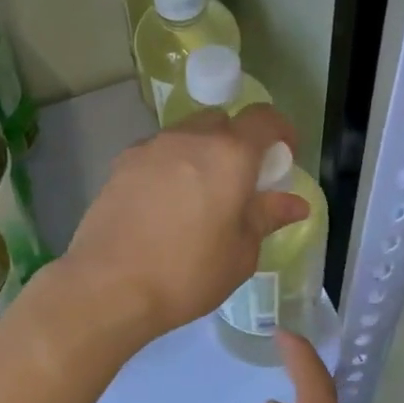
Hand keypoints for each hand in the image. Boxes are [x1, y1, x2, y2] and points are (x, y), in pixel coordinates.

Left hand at [63, 105, 310, 339]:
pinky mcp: (120, 163)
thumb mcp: (240, 253)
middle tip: (239, 181)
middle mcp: (188, 138)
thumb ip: (266, 217)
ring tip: (197, 196)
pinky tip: (163, 204)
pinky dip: (168, 166)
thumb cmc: (187, 272)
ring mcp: (150, 147)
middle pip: (220, 121)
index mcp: (228, 155)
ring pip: (185, 135)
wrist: (109, 284)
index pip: (263, 118)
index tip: (283, 157)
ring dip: (199, 153)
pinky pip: (156, 153)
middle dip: (236, 141)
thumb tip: (295, 203)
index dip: (280, 131)